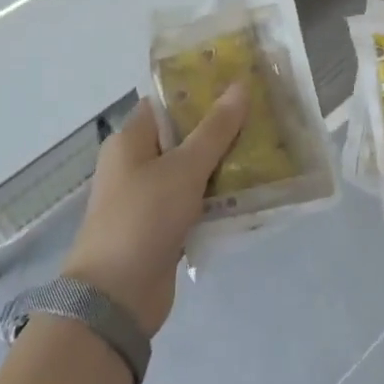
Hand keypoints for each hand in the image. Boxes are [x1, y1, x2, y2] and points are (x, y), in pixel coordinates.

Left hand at [62, 83, 246, 335]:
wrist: (116, 298)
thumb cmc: (143, 218)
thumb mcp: (183, 169)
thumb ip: (214, 129)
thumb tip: (240, 85)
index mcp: (130, 140)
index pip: (167, 103)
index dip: (201, 92)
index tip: (240, 86)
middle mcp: (136, 164)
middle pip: (183, 136)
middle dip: (221, 130)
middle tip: (263, 118)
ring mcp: (149, 198)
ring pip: (192, 171)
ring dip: (224, 165)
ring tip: (268, 151)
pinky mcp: (163, 227)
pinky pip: (195, 202)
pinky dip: (218, 198)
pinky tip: (253, 193)